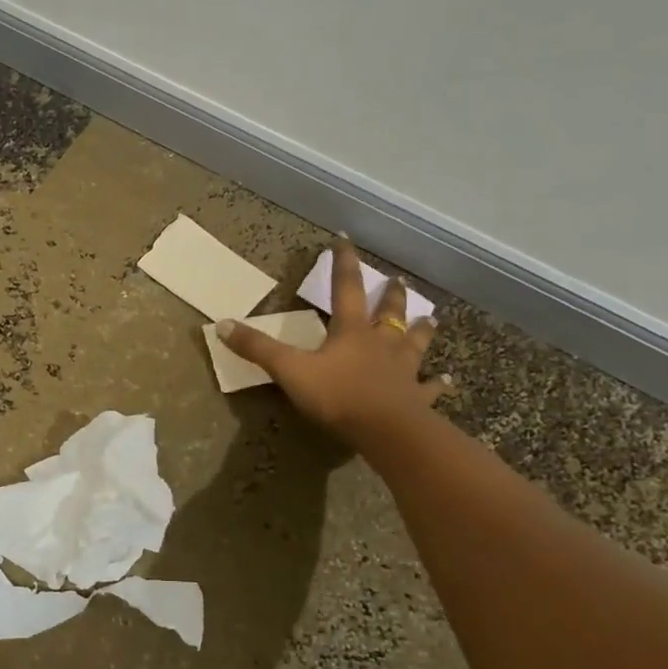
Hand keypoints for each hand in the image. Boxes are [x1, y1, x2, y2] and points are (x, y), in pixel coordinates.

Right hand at [216, 237, 450, 450]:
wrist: (385, 430)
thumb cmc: (337, 395)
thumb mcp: (289, 370)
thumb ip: (257, 348)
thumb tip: (221, 324)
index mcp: (351, 332)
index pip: (346, 289)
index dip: (343, 263)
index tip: (345, 238)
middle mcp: (381, 344)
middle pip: (388, 313)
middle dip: (391, 295)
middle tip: (398, 280)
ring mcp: (403, 370)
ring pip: (415, 343)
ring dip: (422, 330)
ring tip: (431, 319)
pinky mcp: (417, 398)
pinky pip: (430, 388)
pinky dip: (438, 383)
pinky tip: (447, 380)